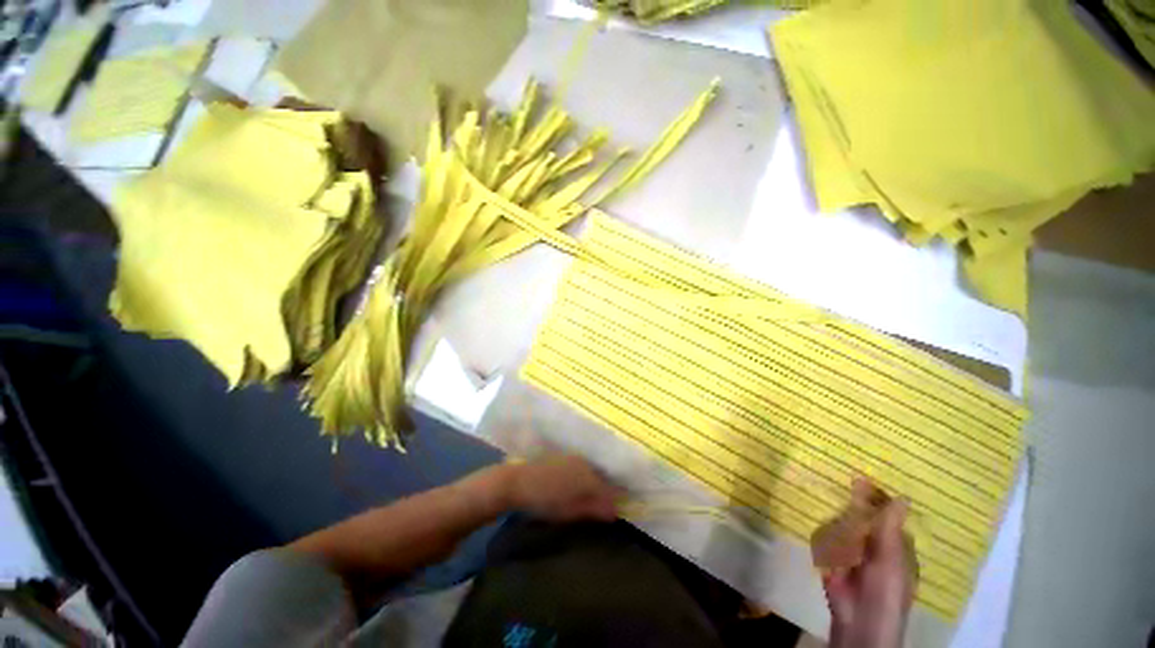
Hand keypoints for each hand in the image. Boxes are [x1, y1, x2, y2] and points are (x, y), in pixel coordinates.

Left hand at [506, 455, 621, 521]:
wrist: (517, 482)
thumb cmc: (544, 499)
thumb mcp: (570, 510)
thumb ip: (593, 509)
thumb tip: (615, 512)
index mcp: (588, 476)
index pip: (608, 490)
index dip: (612, 502)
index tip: (614, 514)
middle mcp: (584, 462)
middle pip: (600, 478)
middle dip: (603, 493)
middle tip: (602, 509)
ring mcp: (573, 457)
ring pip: (590, 471)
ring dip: (593, 484)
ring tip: (589, 499)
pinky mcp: (563, 456)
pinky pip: (580, 467)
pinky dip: (583, 478)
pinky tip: (576, 487)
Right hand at [818, 479, 917, 647]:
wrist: (857, 620)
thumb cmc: (885, 591)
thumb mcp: (890, 559)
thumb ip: (889, 528)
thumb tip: (902, 496)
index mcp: (893, 544)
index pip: (884, 513)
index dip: (875, 496)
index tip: (860, 475)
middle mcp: (873, 543)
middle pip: (861, 515)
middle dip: (853, 500)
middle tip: (843, 474)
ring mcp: (851, 550)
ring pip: (843, 523)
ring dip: (837, 510)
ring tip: (826, 486)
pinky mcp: (831, 556)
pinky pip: (827, 537)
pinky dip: (823, 528)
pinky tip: (819, 511)